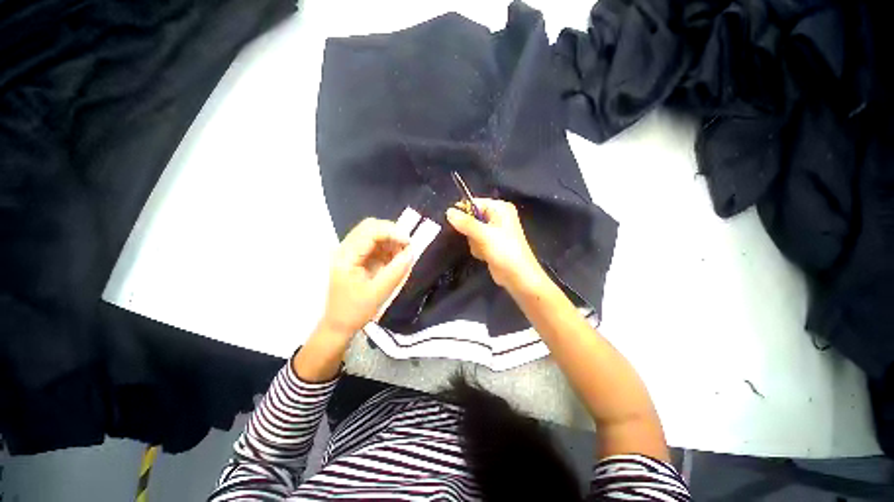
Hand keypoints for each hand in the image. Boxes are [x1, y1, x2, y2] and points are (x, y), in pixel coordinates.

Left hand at [318, 218, 412, 340]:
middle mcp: (345, 249)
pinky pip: (374, 244)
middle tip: (408, 246)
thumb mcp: (379, 292)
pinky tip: (395, 258)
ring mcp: (350, 251)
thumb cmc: (355, 310)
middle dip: (392, 233)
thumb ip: (396, 270)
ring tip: (403, 254)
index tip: (409, 242)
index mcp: (346, 257)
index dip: (392, 232)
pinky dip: (388, 248)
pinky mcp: (356, 257)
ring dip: (391, 240)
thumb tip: (412, 252)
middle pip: (370, 227)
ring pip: (373, 233)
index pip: (369, 231)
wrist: (338, 324)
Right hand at [446, 198, 544, 290]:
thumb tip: (448, 211)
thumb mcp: (484, 235)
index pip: (475, 203)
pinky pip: (476, 241)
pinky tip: (484, 255)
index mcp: (500, 208)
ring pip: (471, 231)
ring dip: (474, 242)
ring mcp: (494, 231)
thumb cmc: (504, 251)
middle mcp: (497, 217)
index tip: (455, 223)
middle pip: (472, 218)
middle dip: (470, 231)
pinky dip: (477, 248)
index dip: (464, 212)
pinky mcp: (491, 243)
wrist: (518, 276)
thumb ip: (465, 223)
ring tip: (483, 249)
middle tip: (476, 239)